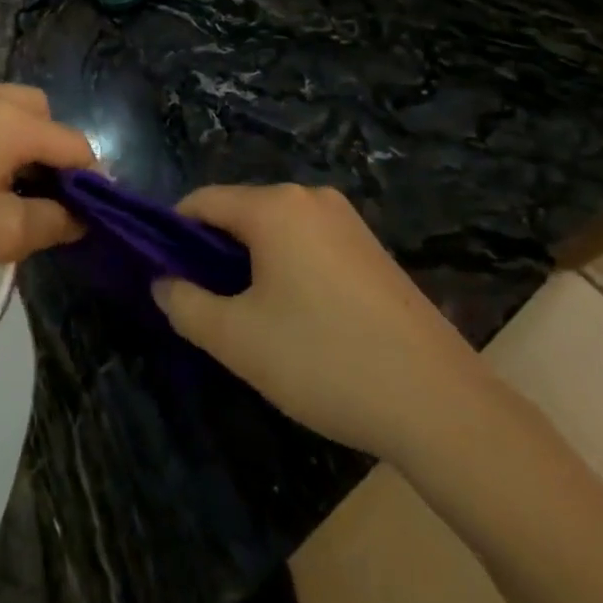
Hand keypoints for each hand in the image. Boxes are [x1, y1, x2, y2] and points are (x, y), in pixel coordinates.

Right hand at [153, 185, 488, 457]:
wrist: (440, 404)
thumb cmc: (324, 361)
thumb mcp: (238, 340)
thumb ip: (185, 305)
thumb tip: (163, 283)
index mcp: (274, 206)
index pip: (202, 201)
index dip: (173, 233)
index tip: (164, 274)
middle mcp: (310, 198)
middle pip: (240, 212)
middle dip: (214, 252)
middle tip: (208, 306)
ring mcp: (347, 221)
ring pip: (275, 230)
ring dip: (251, 263)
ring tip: (252, 318)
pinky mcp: (371, 248)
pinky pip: (309, 243)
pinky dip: (288, 268)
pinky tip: (299, 319)